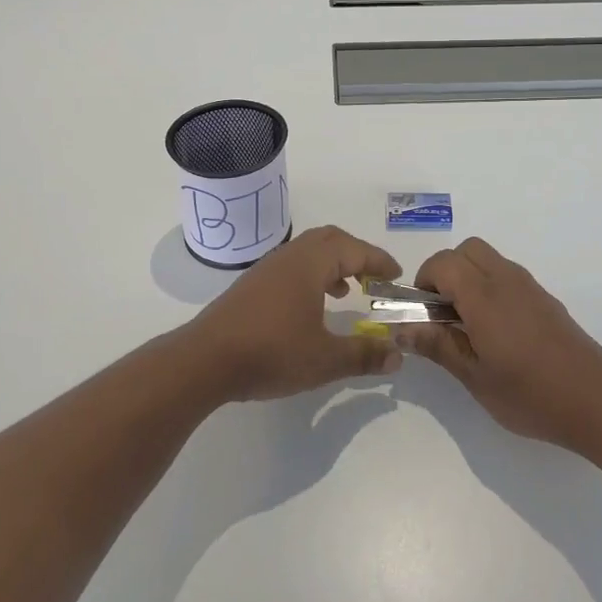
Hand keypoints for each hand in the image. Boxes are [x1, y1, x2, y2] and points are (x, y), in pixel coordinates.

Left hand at [186, 226, 403, 400]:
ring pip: (308, 252)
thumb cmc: (271, 353)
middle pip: (330, 240)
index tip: (396, 275)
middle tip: (374, 277)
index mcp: (310, 264)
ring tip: (348, 292)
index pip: (354, 250)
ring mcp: (266, 269)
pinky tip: (312, 307)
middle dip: (356, 254)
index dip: (379, 260)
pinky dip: (312, 276)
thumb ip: (363, 355)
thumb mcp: (324, 360)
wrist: (204, 361)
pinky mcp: (251, 286)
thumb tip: (398, 356)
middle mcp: (289, 257)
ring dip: (332, 264)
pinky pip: (292, 266)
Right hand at [402, 238, 601, 450]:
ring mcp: (529, 287)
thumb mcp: (475, 377)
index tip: (422, 313)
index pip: (443, 263)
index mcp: (484, 296)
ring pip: (489, 259)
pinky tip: (498, 331)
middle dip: (446, 271)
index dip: (424, 281)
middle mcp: (506, 280)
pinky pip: (508, 275)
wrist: (596, 400)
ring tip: (469, 325)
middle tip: (442, 313)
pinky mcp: (545, 299)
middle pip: (467, 250)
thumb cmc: (530, 394)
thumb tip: (402, 329)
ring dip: (469, 278)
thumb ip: (438, 346)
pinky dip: (491, 287)